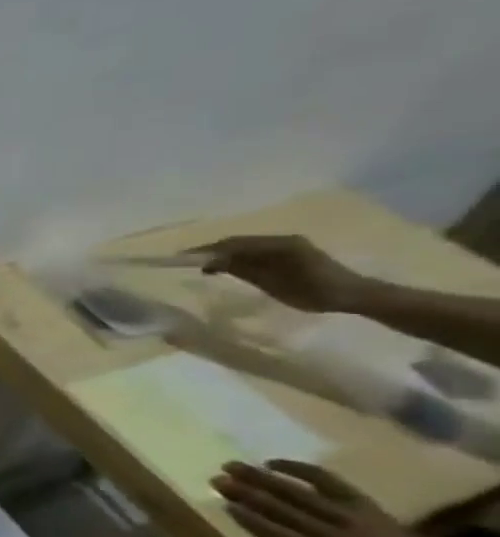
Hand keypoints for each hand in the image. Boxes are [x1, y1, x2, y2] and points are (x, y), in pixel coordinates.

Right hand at [197, 235, 365, 313]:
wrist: (354, 296)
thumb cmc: (314, 292)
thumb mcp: (273, 283)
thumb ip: (242, 270)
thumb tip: (209, 262)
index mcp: (278, 244)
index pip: (234, 243)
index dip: (208, 250)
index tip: (183, 258)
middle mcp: (281, 240)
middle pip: (239, 242)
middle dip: (213, 251)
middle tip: (188, 262)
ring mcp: (287, 245)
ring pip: (246, 247)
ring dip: (224, 255)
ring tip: (203, 266)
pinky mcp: (290, 253)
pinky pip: (256, 252)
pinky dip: (238, 258)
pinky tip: (228, 268)